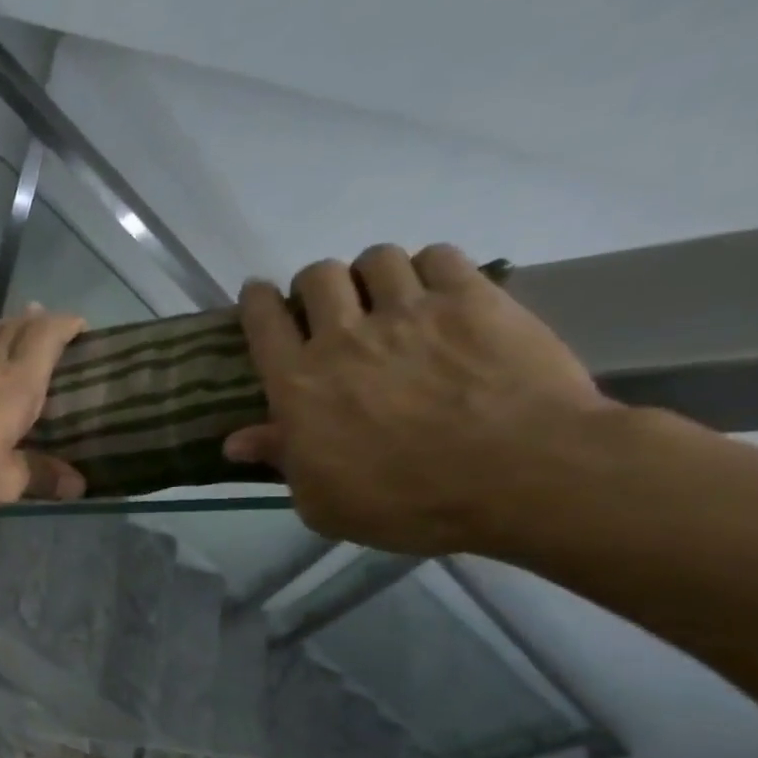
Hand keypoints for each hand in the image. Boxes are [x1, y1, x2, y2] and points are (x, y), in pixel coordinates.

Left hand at [0, 306, 88, 514]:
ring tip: (13, 319)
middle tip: (46, 320)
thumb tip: (78, 486)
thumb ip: (39, 478)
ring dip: (1, 325)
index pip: (46, 340)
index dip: (65, 326)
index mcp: (17, 387)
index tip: (80, 325)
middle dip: (34, 322)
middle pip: (14, 332)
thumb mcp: (3, 483)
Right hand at [223, 244, 618, 554]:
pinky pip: (439, 256)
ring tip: (388, 297)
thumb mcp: (323, 501)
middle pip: (316, 276)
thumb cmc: (406, 501)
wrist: (521, 476)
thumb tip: (236, 442)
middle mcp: (343, 335)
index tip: (258, 298)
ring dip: (373, 274)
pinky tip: (438, 293)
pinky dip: (430, 268)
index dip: (255, 302)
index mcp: (298, 383)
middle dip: (316, 286)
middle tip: (330, 309)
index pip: (262, 321)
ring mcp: (410, 311)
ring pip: (376, 258)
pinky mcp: (474, 299)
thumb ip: (281, 460)